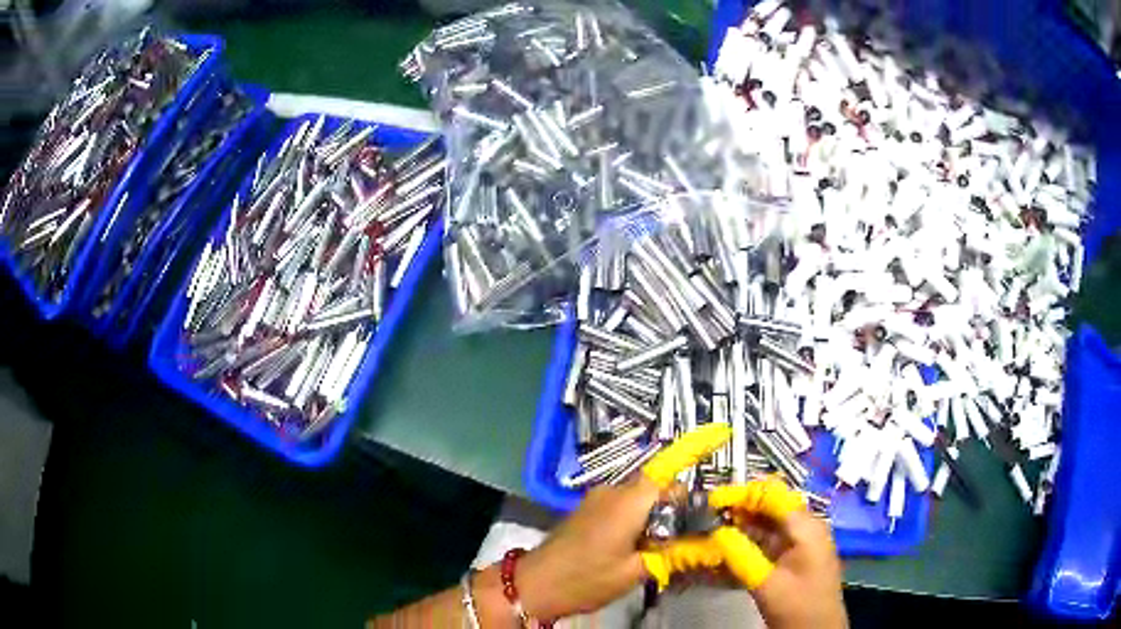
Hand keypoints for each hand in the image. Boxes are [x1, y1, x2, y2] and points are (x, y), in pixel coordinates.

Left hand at [516, 425, 731, 619]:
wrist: (534, 585)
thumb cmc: (586, 579)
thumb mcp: (635, 571)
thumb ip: (673, 553)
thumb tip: (709, 542)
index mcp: (628, 502)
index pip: (668, 475)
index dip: (691, 467)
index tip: (711, 477)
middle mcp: (613, 491)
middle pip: (656, 486)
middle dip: (675, 507)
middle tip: (685, 538)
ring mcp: (597, 500)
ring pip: (640, 497)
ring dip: (656, 516)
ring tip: (662, 548)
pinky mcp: (588, 511)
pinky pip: (623, 506)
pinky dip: (639, 519)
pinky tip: (639, 546)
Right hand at [711, 480, 847, 628]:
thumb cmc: (798, 606)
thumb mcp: (768, 584)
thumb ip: (743, 557)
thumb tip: (716, 532)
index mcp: (806, 527)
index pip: (774, 496)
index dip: (743, 494)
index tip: (713, 500)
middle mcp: (804, 528)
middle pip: (770, 506)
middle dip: (740, 507)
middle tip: (707, 514)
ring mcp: (799, 543)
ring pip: (767, 523)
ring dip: (741, 524)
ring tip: (710, 528)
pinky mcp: (791, 557)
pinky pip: (767, 540)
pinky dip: (748, 540)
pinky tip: (727, 546)